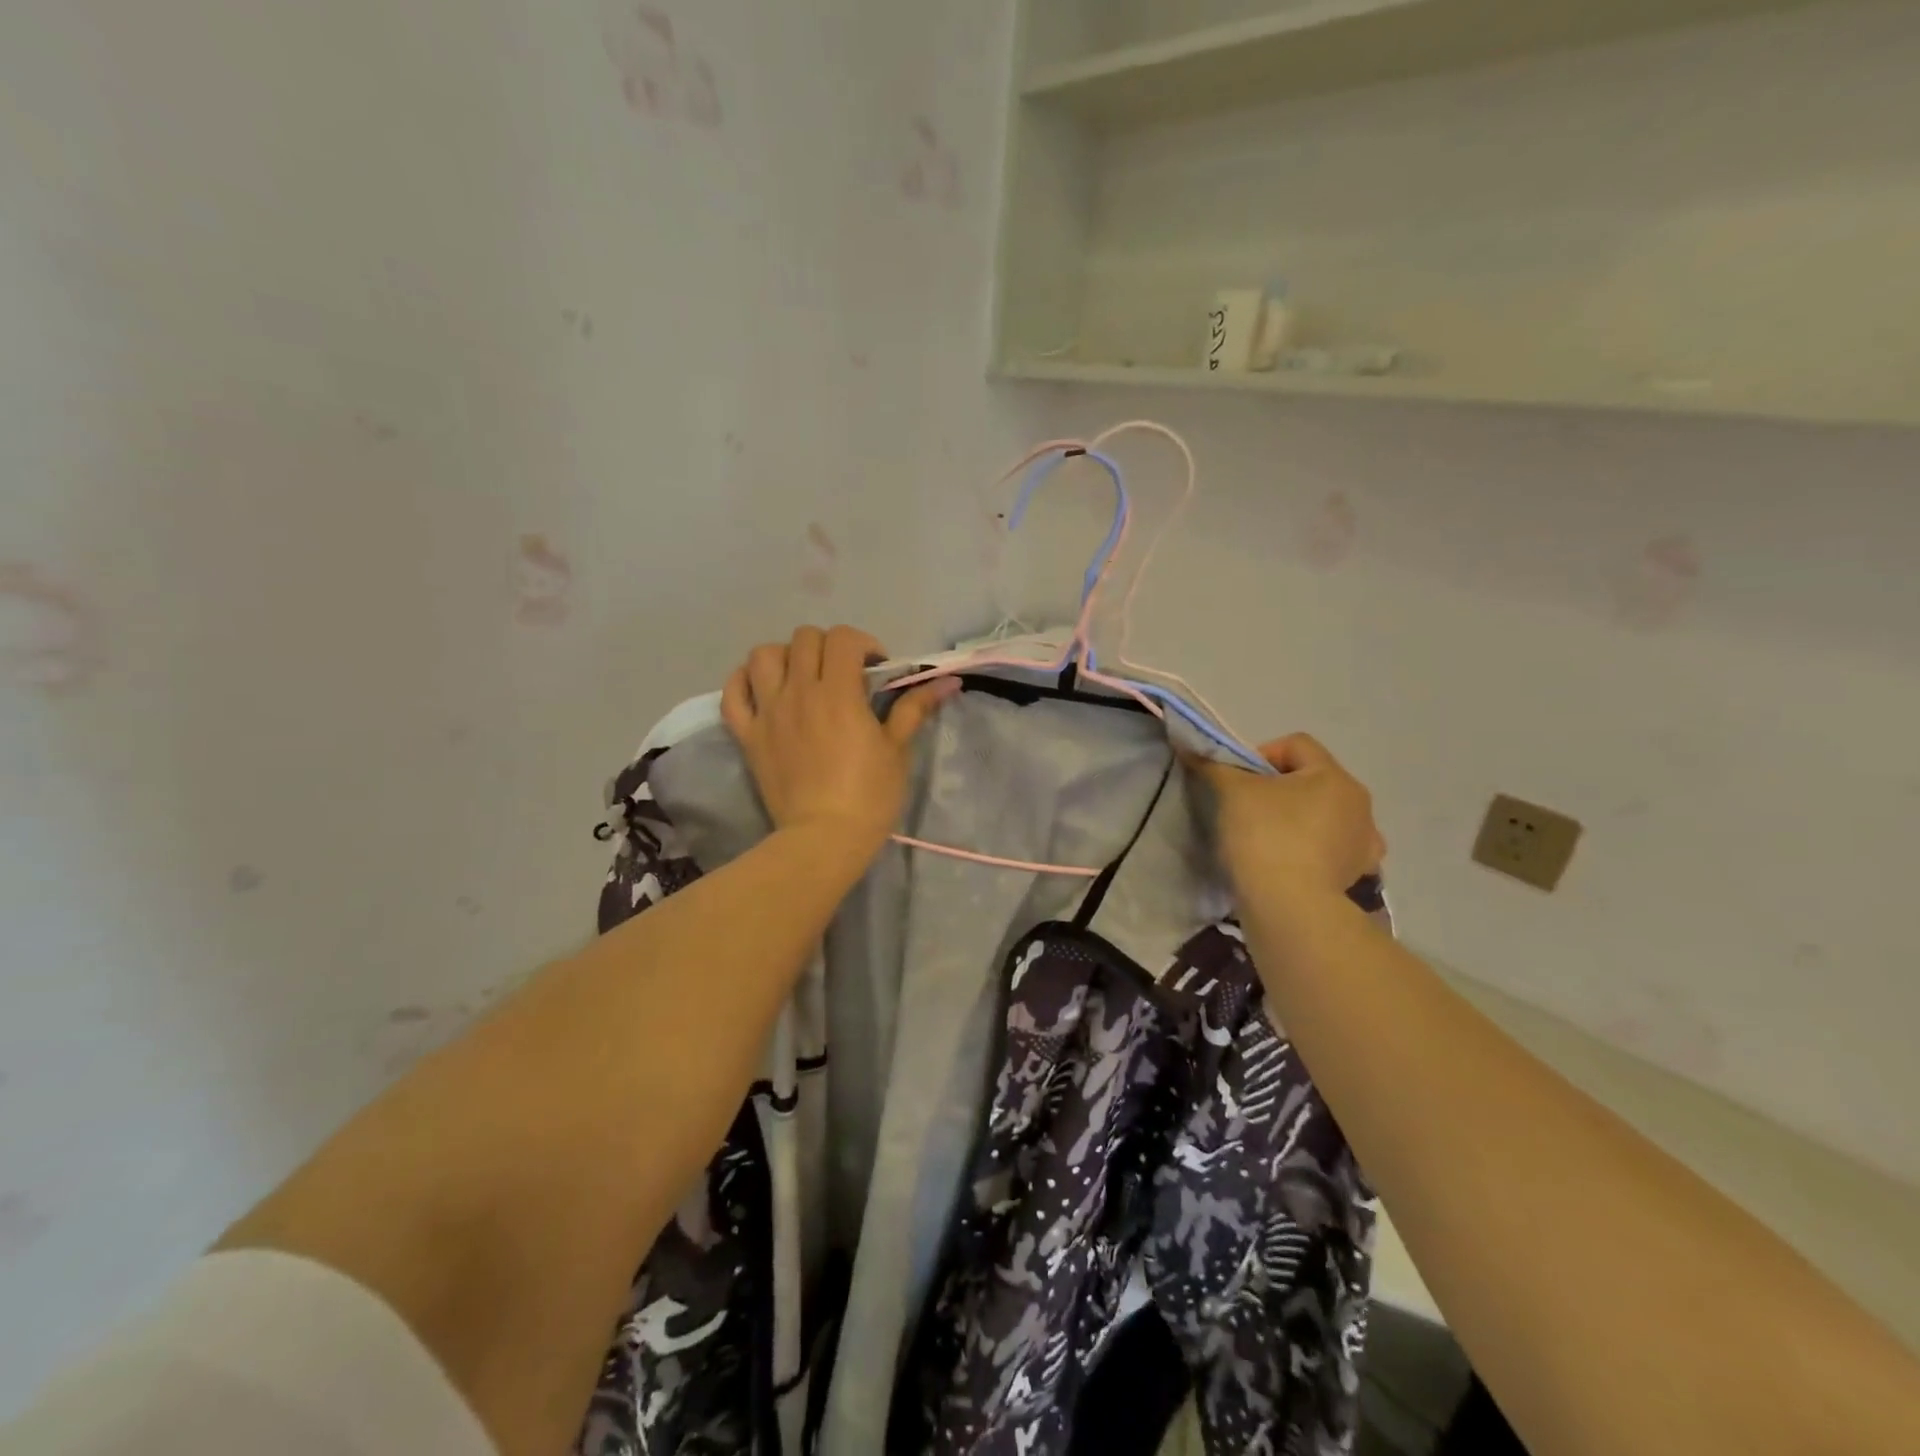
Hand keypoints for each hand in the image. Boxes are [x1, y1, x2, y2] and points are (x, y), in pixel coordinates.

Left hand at [722, 625, 956, 854]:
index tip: (875, 670)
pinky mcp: (748, 735)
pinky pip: (732, 693)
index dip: (863, 644)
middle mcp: (799, 692)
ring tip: (801, 677)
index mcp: (838, 692)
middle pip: (804, 638)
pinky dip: (744, 682)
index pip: (843, 638)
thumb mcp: (897, 750)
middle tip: (842, 674)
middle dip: (828, 647)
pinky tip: (762, 689)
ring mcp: (768, 712)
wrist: (824, 839)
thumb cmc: (869, 796)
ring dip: (784, 656)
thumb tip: (947, 681)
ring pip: (762, 655)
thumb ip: (915, 708)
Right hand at [1188, 734, 1384, 898]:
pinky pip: (1332, 849)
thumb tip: (1193, 748)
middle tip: (1247, 808)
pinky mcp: (1357, 874)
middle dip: (1279, 788)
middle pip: (1311, 779)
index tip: (1238, 781)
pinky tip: (1291, 862)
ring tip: (1268, 838)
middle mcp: (1359, 803)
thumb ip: (1215, 766)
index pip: (1296, 745)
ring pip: (1324, 814)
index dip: (1261, 754)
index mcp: (1334, 776)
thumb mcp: (1231, 793)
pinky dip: (1313, 850)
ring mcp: (1363, 842)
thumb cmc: (1265, 836)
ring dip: (1299, 818)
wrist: (1290, 906)